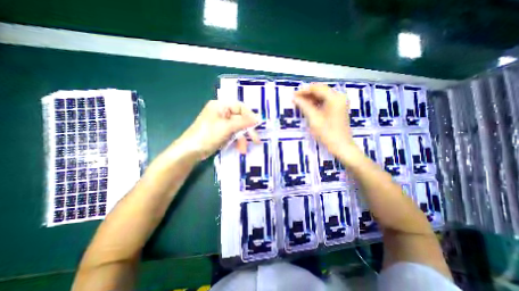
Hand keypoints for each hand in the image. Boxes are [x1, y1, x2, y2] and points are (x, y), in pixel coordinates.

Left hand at [177, 99, 258, 158]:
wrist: (191, 151)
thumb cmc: (208, 135)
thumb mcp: (227, 127)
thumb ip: (243, 122)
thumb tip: (258, 118)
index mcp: (220, 106)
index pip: (240, 107)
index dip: (250, 116)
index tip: (257, 125)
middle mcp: (222, 113)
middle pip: (240, 119)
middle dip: (247, 130)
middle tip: (256, 140)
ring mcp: (221, 123)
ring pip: (237, 128)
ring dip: (242, 139)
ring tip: (244, 149)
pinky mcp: (221, 133)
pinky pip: (233, 134)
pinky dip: (237, 141)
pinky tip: (239, 149)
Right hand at [294, 83, 359, 157]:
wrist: (341, 146)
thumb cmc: (327, 133)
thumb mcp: (314, 119)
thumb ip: (304, 106)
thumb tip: (294, 97)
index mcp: (334, 98)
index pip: (316, 88)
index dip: (303, 91)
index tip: (293, 95)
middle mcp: (339, 96)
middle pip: (320, 90)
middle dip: (307, 94)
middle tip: (295, 99)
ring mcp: (340, 102)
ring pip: (322, 95)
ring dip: (311, 98)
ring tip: (299, 103)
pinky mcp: (338, 108)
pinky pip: (325, 101)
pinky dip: (316, 103)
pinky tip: (308, 107)